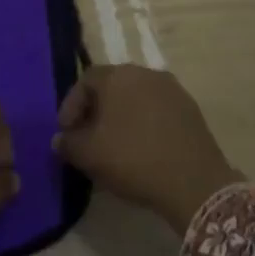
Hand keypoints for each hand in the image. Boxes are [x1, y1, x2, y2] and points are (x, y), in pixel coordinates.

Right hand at [53, 66, 241, 231]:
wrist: (193, 182)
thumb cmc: (132, 159)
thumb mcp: (88, 154)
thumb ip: (67, 143)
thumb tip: (61, 139)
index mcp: (118, 75)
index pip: (85, 81)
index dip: (71, 106)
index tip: (66, 132)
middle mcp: (145, 73)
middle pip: (112, 86)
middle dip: (96, 110)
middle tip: (87, 137)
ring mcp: (172, 89)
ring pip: (136, 97)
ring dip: (121, 117)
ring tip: (114, 145)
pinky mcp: (191, 109)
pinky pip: (157, 110)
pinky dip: (144, 123)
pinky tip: (141, 148)